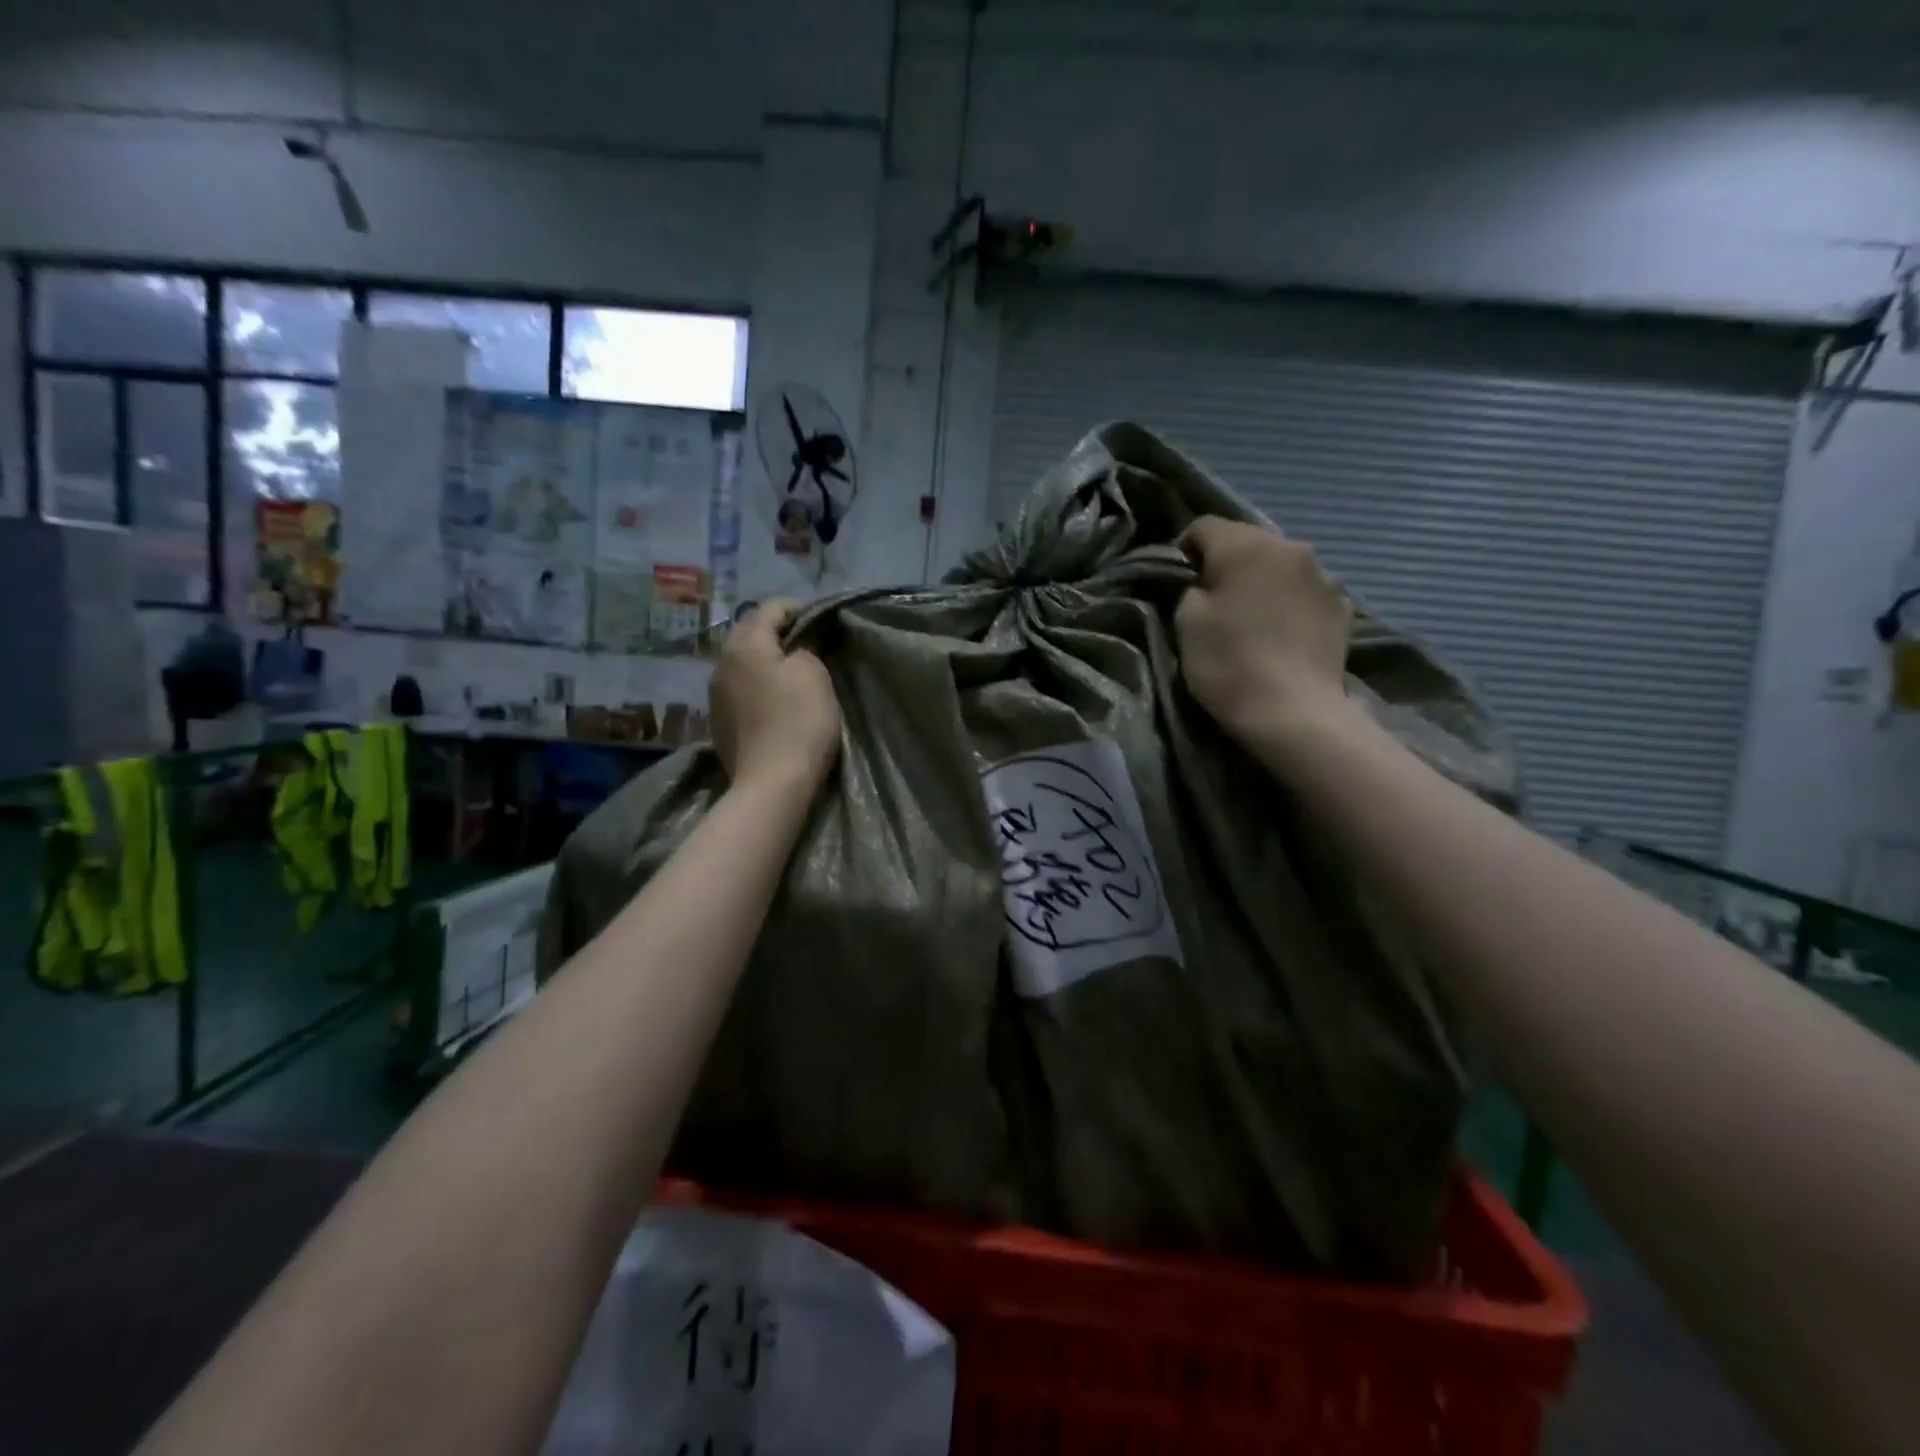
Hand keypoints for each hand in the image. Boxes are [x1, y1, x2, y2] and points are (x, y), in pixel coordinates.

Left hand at [709, 600, 840, 790]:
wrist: (772, 783)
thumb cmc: (799, 721)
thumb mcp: (814, 674)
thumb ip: (806, 647)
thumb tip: (797, 646)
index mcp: (744, 644)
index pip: (771, 607)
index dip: (799, 608)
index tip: (823, 620)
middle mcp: (721, 662)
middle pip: (750, 633)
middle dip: (779, 633)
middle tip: (810, 644)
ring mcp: (715, 694)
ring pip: (742, 662)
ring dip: (766, 660)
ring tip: (792, 672)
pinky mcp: (719, 721)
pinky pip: (740, 689)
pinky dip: (758, 685)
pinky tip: (775, 701)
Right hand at [1173, 517, 1353, 745]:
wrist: (1294, 712)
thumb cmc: (1229, 663)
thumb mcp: (1186, 622)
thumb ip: (1191, 589)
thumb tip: (1206, 583)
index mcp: (1246, 545)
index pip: (1204, 526)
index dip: (1184, 548)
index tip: (1177, 577)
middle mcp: (1290, 547)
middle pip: (1248, 542)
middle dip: (1228, 562)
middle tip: (1214, 597)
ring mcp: (1324, 576)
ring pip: (1281, 566)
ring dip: (1263, 581)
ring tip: (1252, 616)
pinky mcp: (1343, 607)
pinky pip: (1305, 592)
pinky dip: (1290, 603)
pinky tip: (1282, 633)